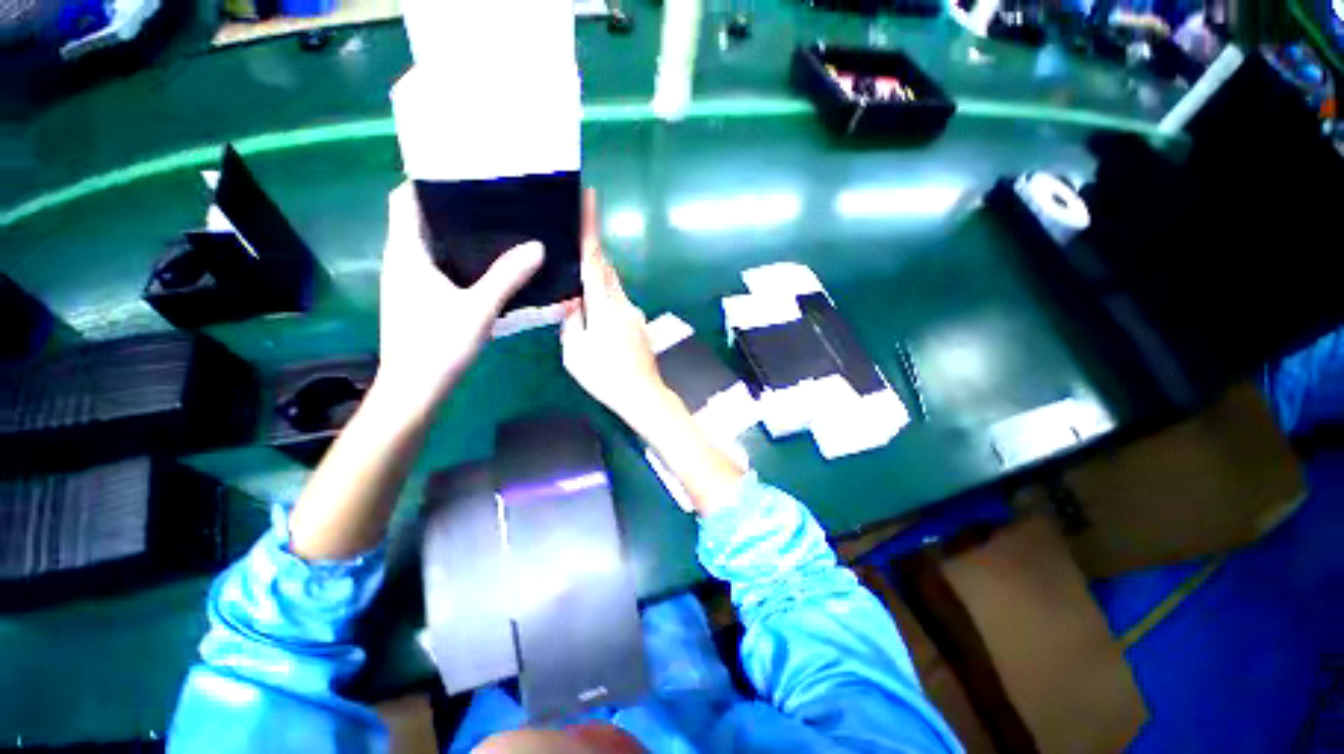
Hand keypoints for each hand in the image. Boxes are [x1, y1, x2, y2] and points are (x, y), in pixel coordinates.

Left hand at [376, 182, 543, 414]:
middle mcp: (402, 261)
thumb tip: (537, 247)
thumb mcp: (478, 308)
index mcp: (406, 253)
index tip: (462, 175)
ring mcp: (408, 281)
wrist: (414, 389)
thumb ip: (507, 277)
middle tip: (490, 201)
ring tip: (494, 228)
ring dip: (455, 234)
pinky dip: (457, 259)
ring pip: (429, 244)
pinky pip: (436, 266)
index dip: (425, 181)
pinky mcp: (418, 299)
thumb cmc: (438, 345)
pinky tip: (487, 267)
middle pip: (419, 219)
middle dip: (450, 207)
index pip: (403, 199)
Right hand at [560, 190, 670, 432]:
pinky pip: (620, 305)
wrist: (642, 395)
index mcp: (603, 305)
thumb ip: (571, 323)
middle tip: (575, 252)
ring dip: (599, 285)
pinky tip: (598, 322)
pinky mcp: (640, 325)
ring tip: (582, 299)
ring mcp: (635, 314)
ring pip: (614, 288)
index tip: (590, 197)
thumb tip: (574, 305)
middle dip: (593, 256)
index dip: (591, 227)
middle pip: (607, 269)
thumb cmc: (605, 375)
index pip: (594, 258)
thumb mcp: (574, 352)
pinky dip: (607, 303)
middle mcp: (623, 303)